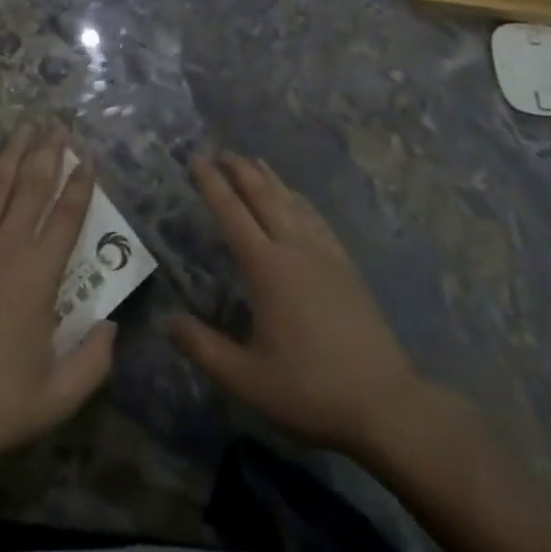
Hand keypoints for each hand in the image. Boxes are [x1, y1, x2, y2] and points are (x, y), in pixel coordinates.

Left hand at [0, 126, 114, 482]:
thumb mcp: (59, 394)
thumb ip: (93, 360)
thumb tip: (113, 325)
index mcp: (39, 274)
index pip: (67, 218)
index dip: (80, 186)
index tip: (88, 159)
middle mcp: (6, 247)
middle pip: (32, 189)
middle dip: (48, 154)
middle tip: (57, 125)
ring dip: (11, 154)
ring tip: (24, 127)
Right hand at [171, 152, 435, 456]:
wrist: (383, 400)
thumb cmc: (309, 388)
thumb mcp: (247, 379)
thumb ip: (203, 348)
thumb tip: (167, 321)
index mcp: (266, 267)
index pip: (232, 213)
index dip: (212, 184)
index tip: (196, 159)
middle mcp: (293, 246)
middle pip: (262, 195)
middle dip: (239, 169)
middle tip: (220, 151)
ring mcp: (323, 251)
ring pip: (290, 199)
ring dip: (268, 177)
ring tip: (252, 161)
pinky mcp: (344, 263)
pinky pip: (315, 216)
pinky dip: (298, 197)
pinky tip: (296, 197)